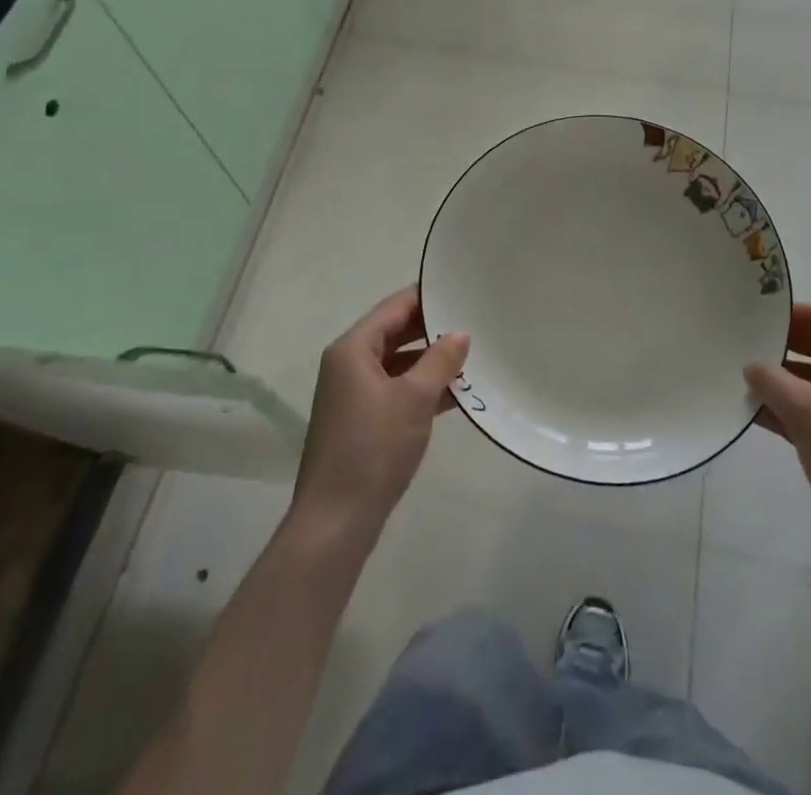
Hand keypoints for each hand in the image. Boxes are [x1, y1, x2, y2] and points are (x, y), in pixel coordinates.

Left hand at [292, 288, 469, 536]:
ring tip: (473, 355)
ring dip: (430, 361)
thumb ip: (440, 360)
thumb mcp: (414, 399)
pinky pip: (396, 389)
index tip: (462, 289)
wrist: (336, 521)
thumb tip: (460, 333)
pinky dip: (422, 388)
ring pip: (398, 362)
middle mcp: (348, 364)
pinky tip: (456, 394)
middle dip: (433, 329)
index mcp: (353, 348)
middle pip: (395, 332)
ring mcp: (353, 394)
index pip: (395, 306)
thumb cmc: (373, 448)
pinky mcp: (361, 420)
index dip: (428, 297)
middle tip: (474, 320)